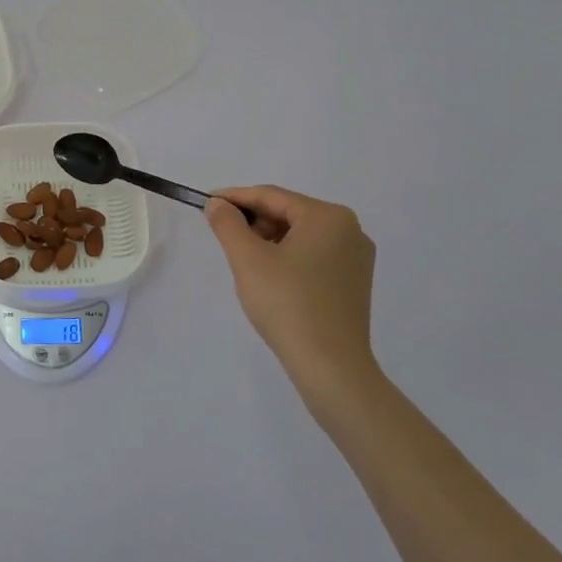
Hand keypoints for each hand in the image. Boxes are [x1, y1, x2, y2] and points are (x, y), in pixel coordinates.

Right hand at [205, 185, 379, 397]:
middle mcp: (350, 230)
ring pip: (300, 236)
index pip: (271, 196)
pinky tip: (270, 278)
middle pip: (288, 213)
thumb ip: (228, 224)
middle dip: (253, 222)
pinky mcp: (354, 282)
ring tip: (244, 261)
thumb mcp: (247, 259)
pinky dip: (287, 258)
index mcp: (328, 217)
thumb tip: (218, 204)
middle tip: (223, 237)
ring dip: (268, 241)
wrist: (330, 366)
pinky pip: (314, 256)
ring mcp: (356, 258)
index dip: (235, 198)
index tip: (205, 203)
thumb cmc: (287, 304)